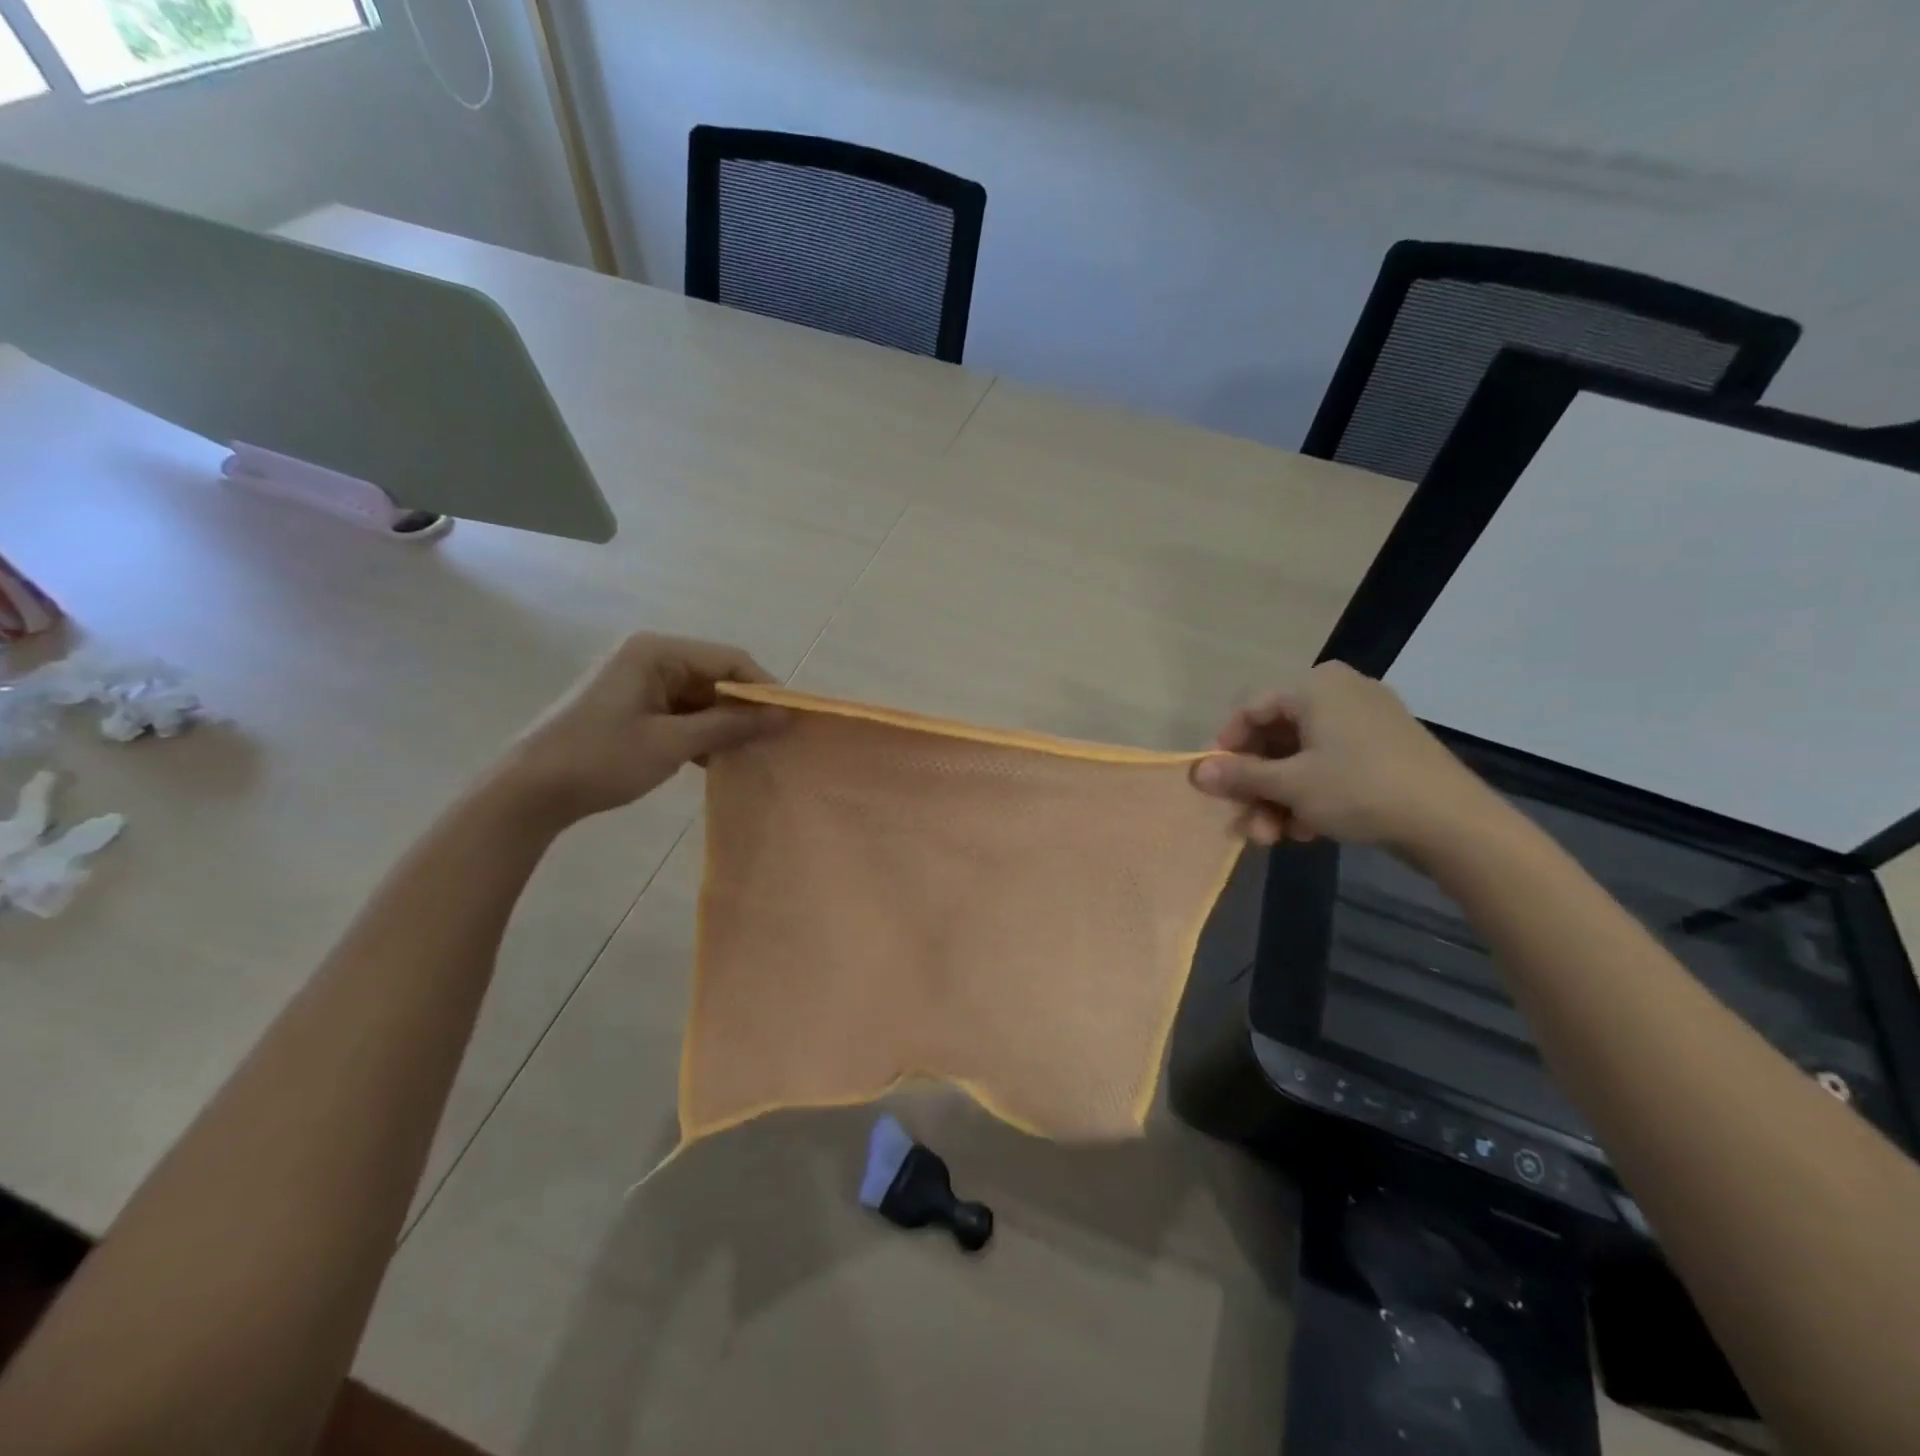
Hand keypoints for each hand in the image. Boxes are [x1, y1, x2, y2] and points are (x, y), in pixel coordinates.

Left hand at [493, 633, 783, 828]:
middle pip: (715, 675)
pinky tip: (713, 759)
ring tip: (746, 754)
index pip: (728, 659)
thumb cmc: (601, 759)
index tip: (788, 720)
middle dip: (743, 708)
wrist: (529, 791)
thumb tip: (782, 717)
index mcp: (656, 652)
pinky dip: (700, 732)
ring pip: (700, 696)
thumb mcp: (671, 744)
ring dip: (722, 724)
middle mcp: (649, 656)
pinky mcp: (632, 704)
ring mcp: (638, 680)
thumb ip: (729, 726)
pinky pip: (680, 711)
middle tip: (770, 742)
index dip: (763, 687)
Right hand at [1190, 662, 1496, 852]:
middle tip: (1246, 822)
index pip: (1250, 710)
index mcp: (1315, 686)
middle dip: (1256, 786)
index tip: (1215, 785)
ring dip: (1280, 798)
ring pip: (1301, 757)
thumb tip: (1195, 772)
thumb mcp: (1291, 785)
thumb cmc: (1360, 789)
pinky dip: (1311, 796)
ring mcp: (1365, 720)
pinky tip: (1307, 831)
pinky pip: (1330, 765)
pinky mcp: (1384, 749)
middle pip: (1275, 738)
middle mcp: (1339, 692)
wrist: (1452, 823)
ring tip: (1274, 837)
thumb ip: (1239, 776)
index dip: (1225, 748)